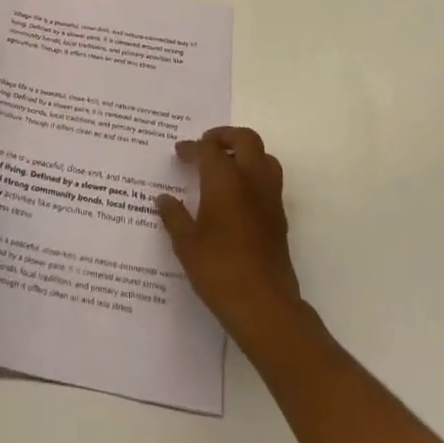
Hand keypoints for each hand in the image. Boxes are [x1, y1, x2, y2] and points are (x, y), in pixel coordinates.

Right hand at [156, 127, 303, 333]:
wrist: (265, 306)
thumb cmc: (219, 270)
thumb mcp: (186, 244)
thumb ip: (174, 216)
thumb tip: (163, 199)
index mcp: (225, 180)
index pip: (209, 148)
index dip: (192, 147)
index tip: (180, 154)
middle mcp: (251, 180)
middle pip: (245, 139)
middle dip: (225, 136)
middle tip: (206, 145)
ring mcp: (270, 198)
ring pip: (264, 157)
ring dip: (245, 153)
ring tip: (225, 165)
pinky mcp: (280, 218)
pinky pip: (269, 181)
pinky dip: (254, 175)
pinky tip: (237, 196)